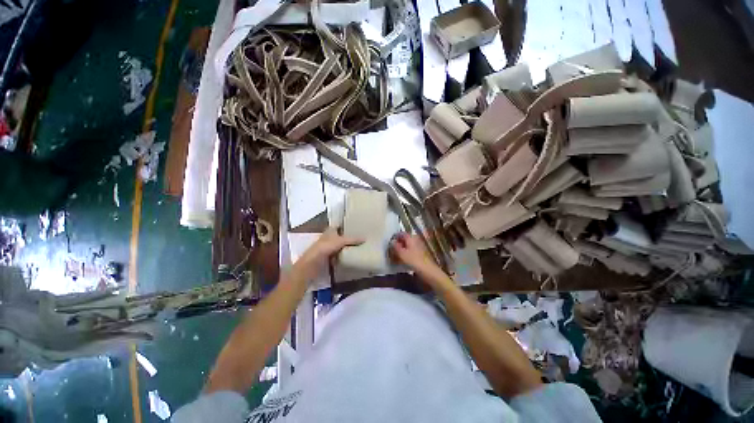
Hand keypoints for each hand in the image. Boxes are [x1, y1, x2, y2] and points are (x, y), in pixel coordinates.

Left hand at [298, 227, 363, 273]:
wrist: (311, 264)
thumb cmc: (324, 248)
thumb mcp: (340, 241)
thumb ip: (352, 240)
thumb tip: (365, 239)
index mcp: (329, 231)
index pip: (338, 225)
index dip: (345, 225)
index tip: (355, 226)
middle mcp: (328, 238)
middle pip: (339, 236)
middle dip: (347, 237)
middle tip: (359, 237)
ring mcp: (327, 248)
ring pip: (339, 246)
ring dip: (346, 247)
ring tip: (358, 247)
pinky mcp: (327, 258)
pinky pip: (338, 255)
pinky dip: (343, 256)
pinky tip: (350, 257)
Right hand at [389, 233, 437, 273]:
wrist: (427, 270)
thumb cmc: (413, 260)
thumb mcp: (401, 253)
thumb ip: (395, 246)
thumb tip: (391, 241)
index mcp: (410, 237)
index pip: (400, 234)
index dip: (394, 238)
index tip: (389, 244)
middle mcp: (415, 239)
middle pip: (404, 239)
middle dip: (397, 244)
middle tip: (391, 250)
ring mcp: (419, 245)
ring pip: (407, 245)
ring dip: (401, 249)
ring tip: (395, 256)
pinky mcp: (421, 252)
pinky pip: (411, 250)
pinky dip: (406, 253)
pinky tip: (402, 259)